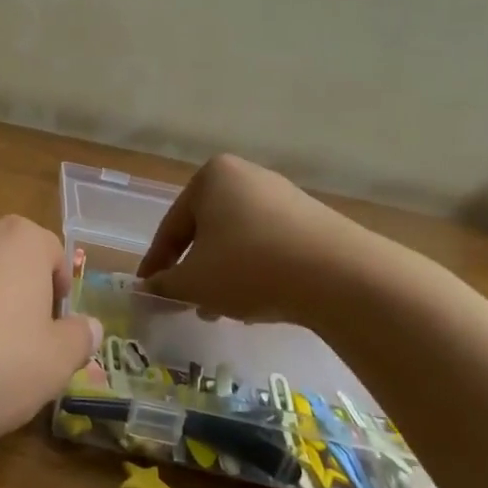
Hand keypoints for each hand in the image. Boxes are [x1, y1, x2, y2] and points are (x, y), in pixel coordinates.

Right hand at [138, 154, 385, 323]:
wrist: (341, 276)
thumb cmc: (249, 267)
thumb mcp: (194, 282)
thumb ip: (163, 285)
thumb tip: (146, 289)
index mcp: (211, 177)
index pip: (171, 226)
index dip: (156, 263)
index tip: (147, 289)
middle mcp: (247, 176)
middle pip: (206, 230)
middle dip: (194, 268)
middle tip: (185, 301)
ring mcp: (284, 196)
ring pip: (238, 240)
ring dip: (223, 274)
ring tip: (220, 310)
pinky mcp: (314, 221)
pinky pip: (269, 246)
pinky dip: (255, 271)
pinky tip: (257, 301)